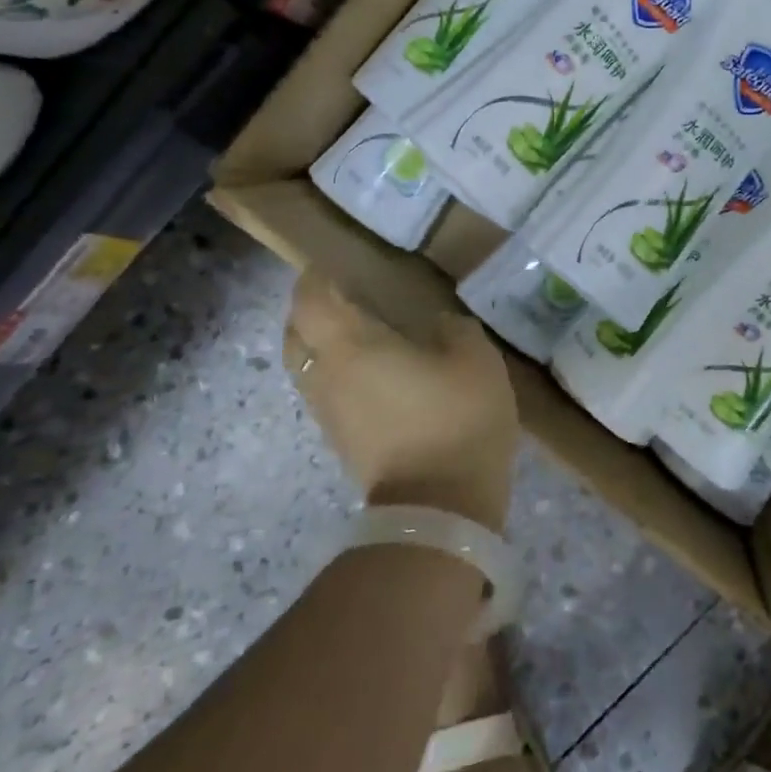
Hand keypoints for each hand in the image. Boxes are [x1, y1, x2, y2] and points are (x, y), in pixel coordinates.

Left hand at [287, 273, 519, 529]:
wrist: (440, 506)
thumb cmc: (456, 418)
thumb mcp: (475, 358)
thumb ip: (454, 329)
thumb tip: (438, 325)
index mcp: (351, 345)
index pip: (311, 299)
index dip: (316, 278)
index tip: (335, 265)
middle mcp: (326, 375)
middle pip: (295, 333)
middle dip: (311, 310)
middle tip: (343, 297)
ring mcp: (328, 412)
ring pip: (306, 366)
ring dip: (320, 344)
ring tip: (357, 334)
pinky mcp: (340, 440)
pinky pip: (325, 391)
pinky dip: (335, 373)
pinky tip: (372, 373)